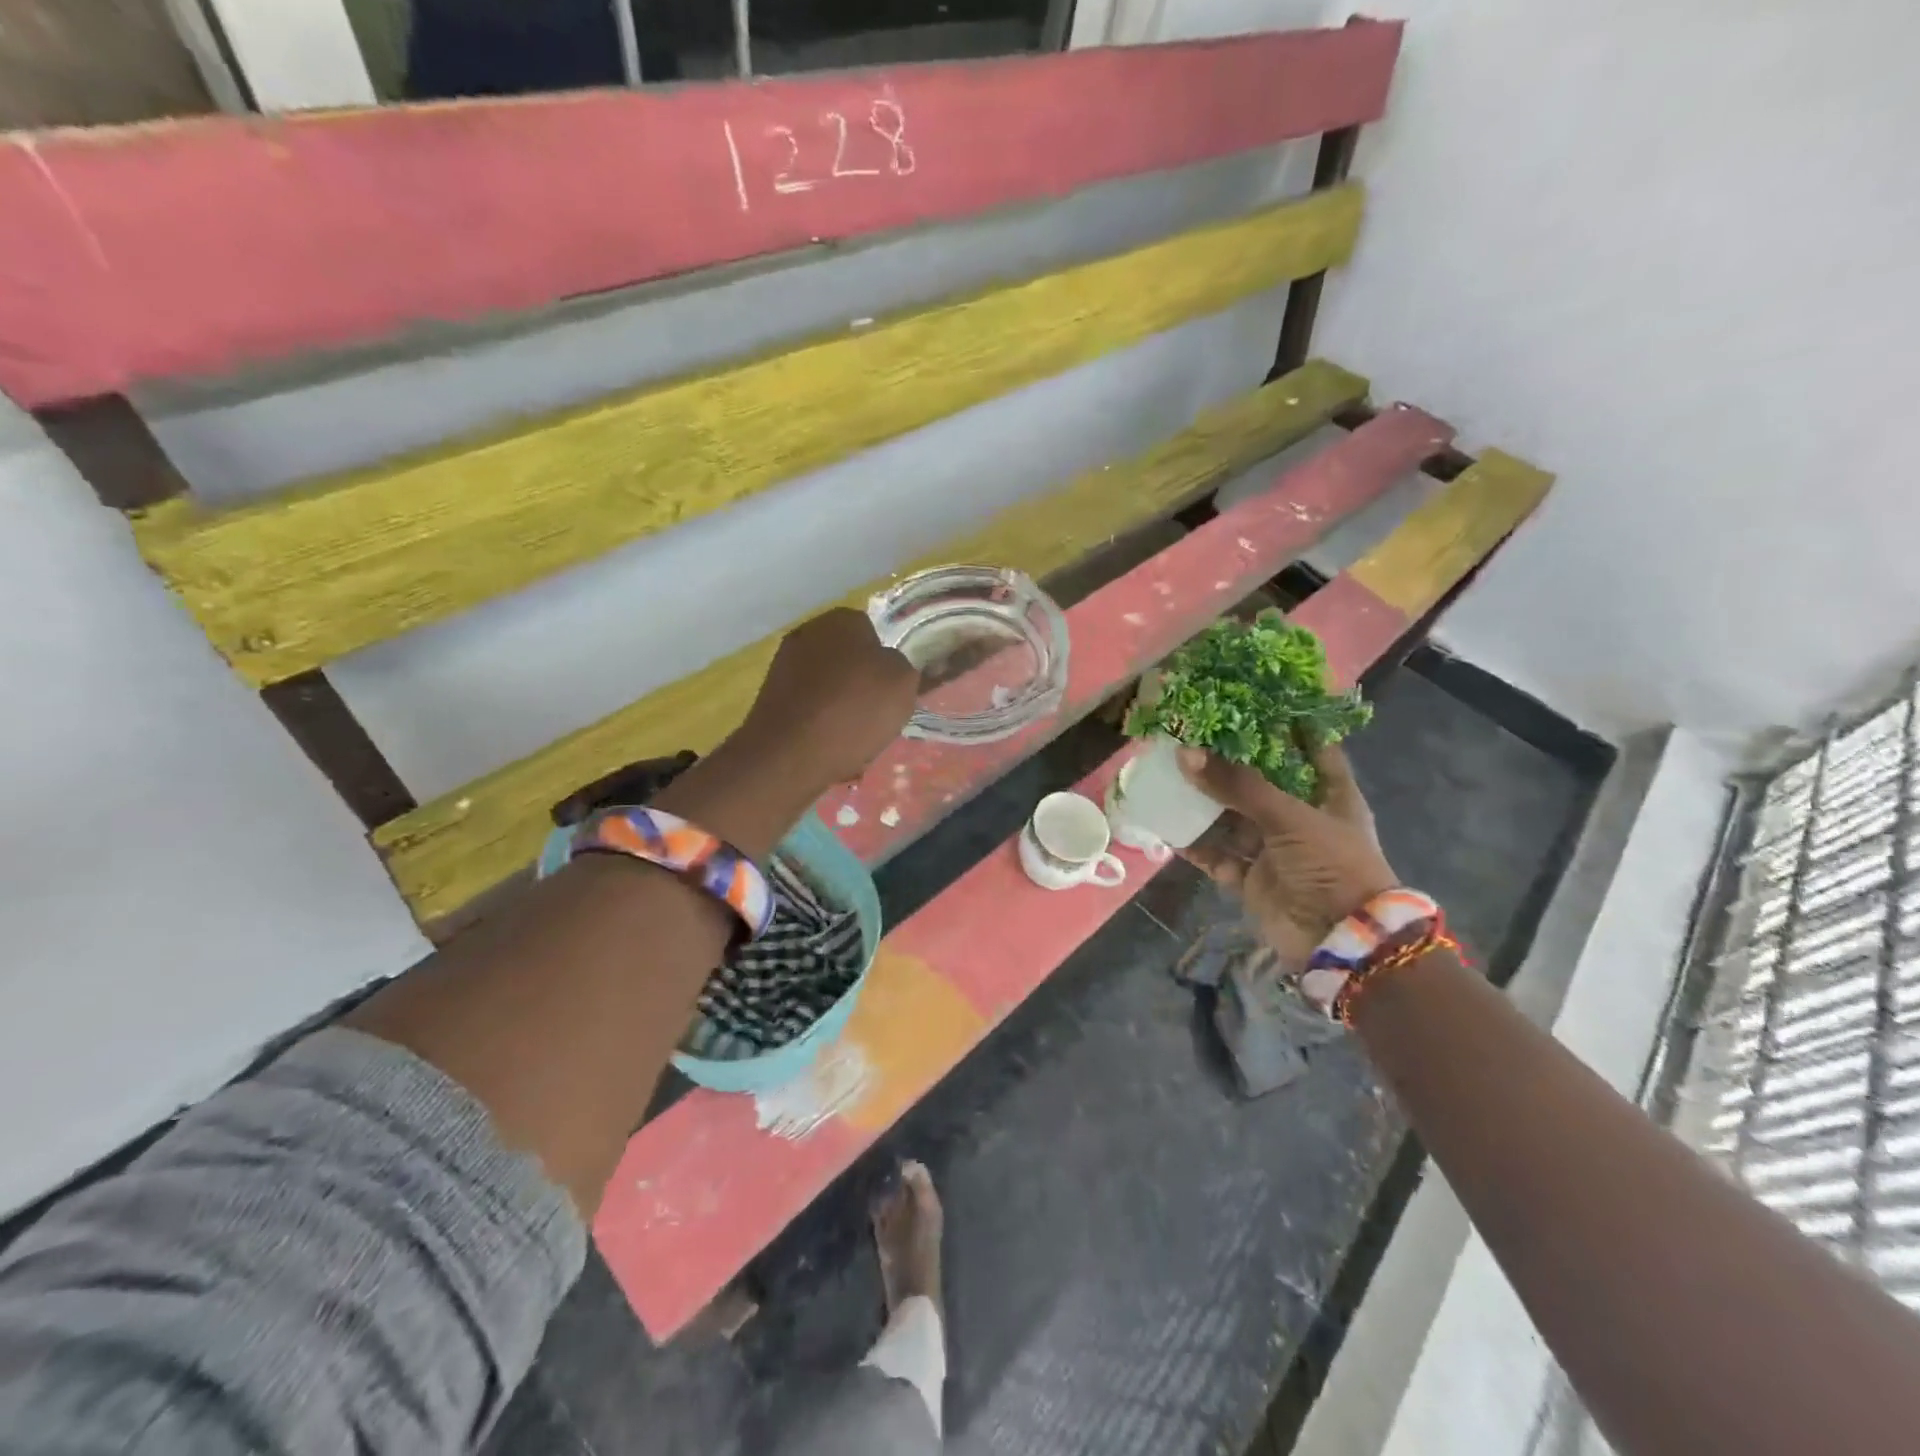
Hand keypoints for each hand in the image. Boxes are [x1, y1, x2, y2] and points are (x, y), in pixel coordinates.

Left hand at [739, 608, 919, 786]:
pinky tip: (829, 744)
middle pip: (846, 657)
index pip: (872, 631)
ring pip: (827, 684)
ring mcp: (783, 664)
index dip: (885, 661)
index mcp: (842, 619)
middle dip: (860, 681)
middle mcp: (808, 632)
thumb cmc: (855, 709)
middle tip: (876, 712)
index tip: (893, 688)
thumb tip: (891, 666)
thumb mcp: (904, 683)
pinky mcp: (770, 697)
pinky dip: (819, 721)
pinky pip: (808, 706)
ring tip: (854, 735)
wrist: (792, 753)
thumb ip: (903, 667)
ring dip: (840, 703)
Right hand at [1178, 742, 1398, 969]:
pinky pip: (1216, 854)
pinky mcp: (1251, 878)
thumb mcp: (1290, 816)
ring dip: (1203, 802)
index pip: (1312, 749)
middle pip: (1260, 783)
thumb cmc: (1331, 864)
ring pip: (1231, 818)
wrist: (1339, 940)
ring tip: (1169, 775)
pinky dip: (1194, 843)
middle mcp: (1301, 818)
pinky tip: (1167, 824)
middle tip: (1191, 735)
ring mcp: (1274, 849)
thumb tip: (1185, 754)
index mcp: (1329, 795)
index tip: (1254, 700)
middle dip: (1227, 764)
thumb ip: (1237, 785)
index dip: (1288, 725)